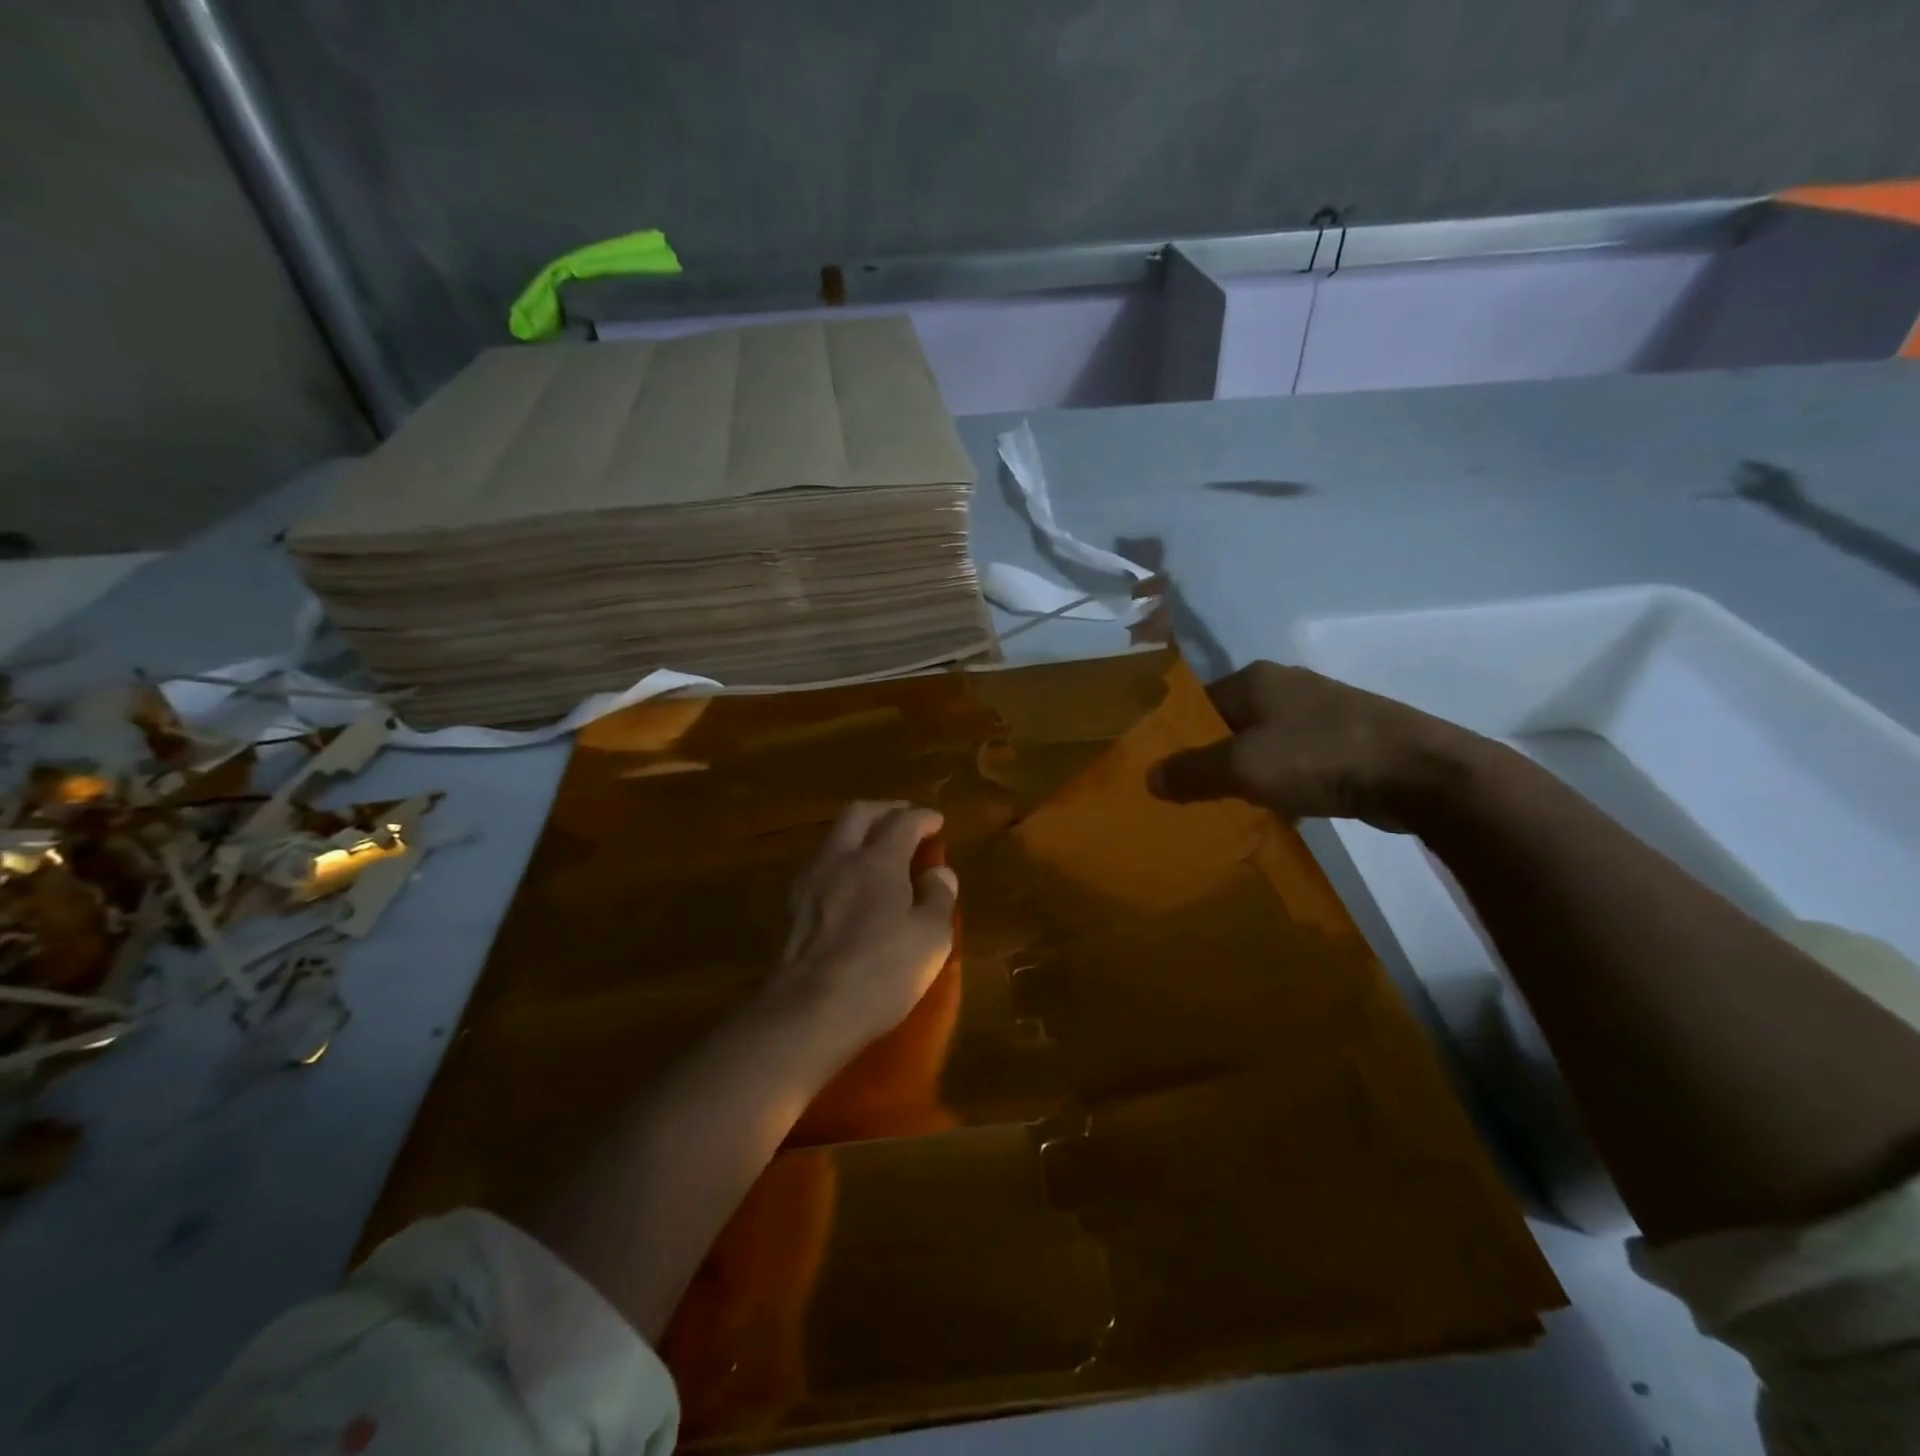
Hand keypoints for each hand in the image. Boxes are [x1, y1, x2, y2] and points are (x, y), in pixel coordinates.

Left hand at [765, 801, 958, 1056]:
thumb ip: (938, 898)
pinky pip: (819, 865)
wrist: (808, 1012)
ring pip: (833, 837)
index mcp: (878, 860)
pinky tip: (849, 882)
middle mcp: (839, 858)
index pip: (903, 821)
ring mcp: (810, 881)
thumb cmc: (880, 972)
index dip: (923, 817)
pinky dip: (840, 860)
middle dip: (885, 810)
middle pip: (859, 813)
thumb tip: (939, 873)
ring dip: (858, 833)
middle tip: (905, 820)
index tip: (937, 822)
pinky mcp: (792, 908)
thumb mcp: (930, 938)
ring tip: (877, 849)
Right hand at [1147, 661, 1478, 829]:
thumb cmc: (1320, 757)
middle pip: (1230, 724)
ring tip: (1230, 808)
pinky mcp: (1348, 739)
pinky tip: (1281, 810)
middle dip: (1211, 758)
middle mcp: (1285, 687)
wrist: (1421, 773)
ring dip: (1248, 773)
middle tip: (1190, 796)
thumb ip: (1191, 772)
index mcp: (1254, 679)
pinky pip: (1297, 759)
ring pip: (1264, 743)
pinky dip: (1283, 781)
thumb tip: (1148, 777)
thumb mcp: (1243, 767)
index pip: (1197, 704)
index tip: (1163, 773)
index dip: (1177, 738)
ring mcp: (1321, 711)